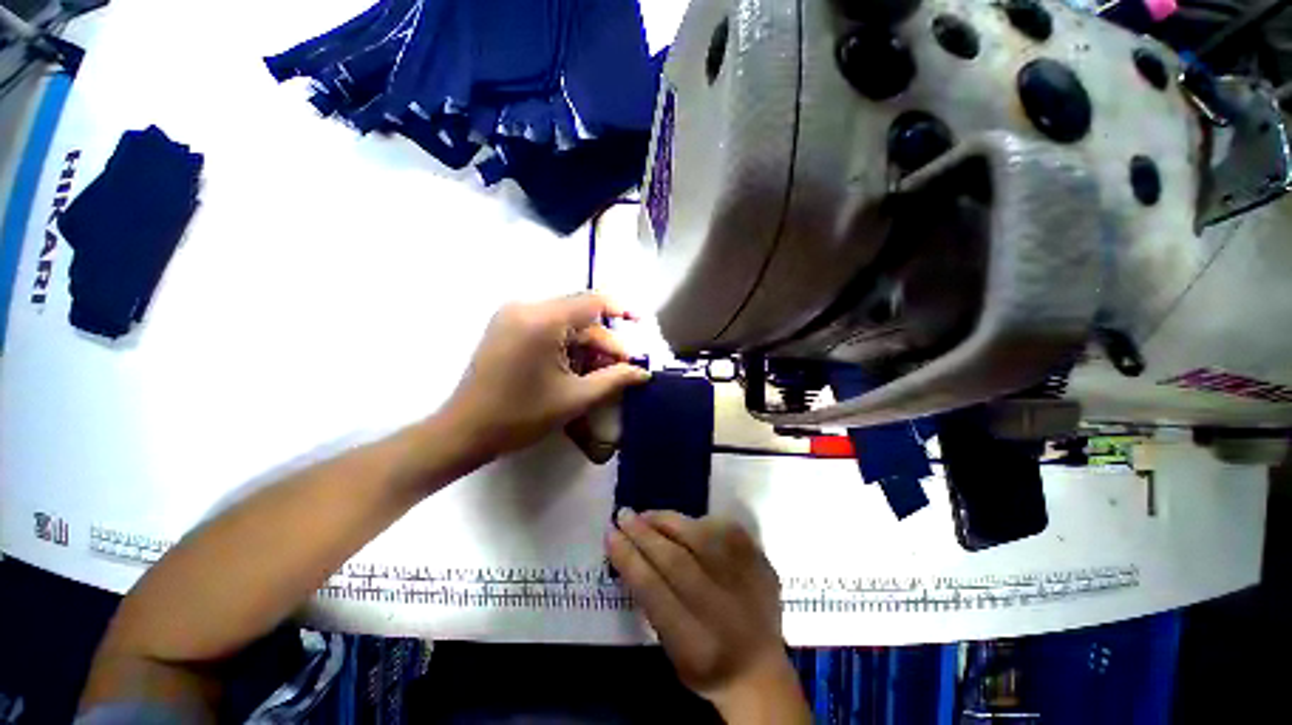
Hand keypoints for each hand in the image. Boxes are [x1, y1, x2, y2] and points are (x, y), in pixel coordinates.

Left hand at [441, 293, 650, 463]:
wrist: (465, 431)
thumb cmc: (522, 416)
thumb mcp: (576, 398)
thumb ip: (615, 380)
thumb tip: (643, 372)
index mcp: (543, 320)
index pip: (593, 302)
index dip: (620, 310)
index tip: (639, 323)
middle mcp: (526, 308)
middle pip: (579, 315)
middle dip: (604, 341)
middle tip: (623, 367)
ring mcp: (512, 316)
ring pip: (565, 323)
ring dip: (586, 345)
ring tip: (602, 372)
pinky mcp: (506, 327)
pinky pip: (547, 328)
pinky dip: (567, 345)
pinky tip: (577, 367)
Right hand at [607, 510, 809, 722]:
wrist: (761, 671)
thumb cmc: (705, 664)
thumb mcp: (670, 651)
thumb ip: (652, 604)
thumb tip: (629, 552)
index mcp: (695, 645)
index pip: (653, 591)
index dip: (629, 558)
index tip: (610, 535)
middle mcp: (723, 611)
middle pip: (677, 560)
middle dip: (644, 534)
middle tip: (623, 515)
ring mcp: (748, 582)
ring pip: (701, 537)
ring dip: (668, 521)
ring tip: (647, 515)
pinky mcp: (761, 562)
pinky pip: (725, 529)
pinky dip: (698, 521)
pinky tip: (683, 523)